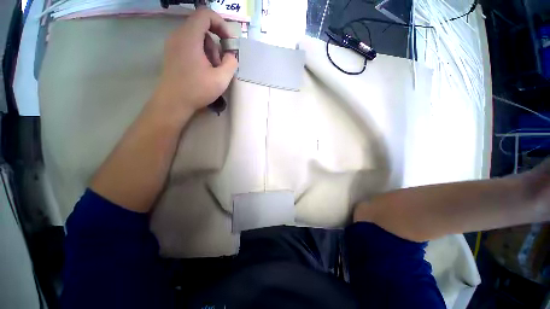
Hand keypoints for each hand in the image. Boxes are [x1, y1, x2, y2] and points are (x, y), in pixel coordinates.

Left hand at [153, 8, 237, 115]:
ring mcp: (173, 44)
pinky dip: (200, 54)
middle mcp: (178, 36)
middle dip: (216, 44)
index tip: (228, 42)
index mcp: (189, 37)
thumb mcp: (221, 79)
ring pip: (196, 38)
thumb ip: (231, 64)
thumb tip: (231, 55)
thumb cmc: (197, 90)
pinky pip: (190, 45)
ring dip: (209, 51)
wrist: (173, 103)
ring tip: (212, 71)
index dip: (221, 24)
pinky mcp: (172, 53)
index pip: (205, 14)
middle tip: (220, 64)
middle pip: (202, 28)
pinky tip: (203, 71)